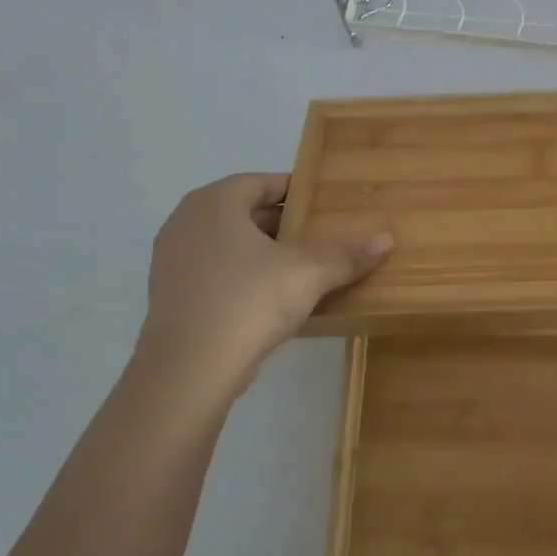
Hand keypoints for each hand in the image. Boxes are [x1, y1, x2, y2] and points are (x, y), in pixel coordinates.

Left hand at [135, 173, 390, 395]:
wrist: (187, 373)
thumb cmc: (249, 301)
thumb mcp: (309, 272)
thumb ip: (347, 253)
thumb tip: (387, 239)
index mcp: (215, 202)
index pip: (263, 182)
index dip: (298, 193)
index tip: (326, 207)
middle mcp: (186, 221)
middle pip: (245, 212)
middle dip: (283, 224)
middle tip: (319, 237)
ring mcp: (171, 261)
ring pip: (228, 244)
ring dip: (262, 252)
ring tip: (300, 269)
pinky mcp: (169, 297)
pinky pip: (214, 273)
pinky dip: (241, 277)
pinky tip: (270, 300)